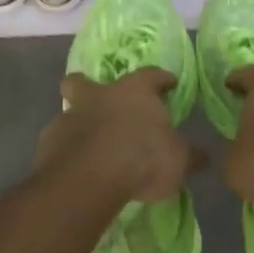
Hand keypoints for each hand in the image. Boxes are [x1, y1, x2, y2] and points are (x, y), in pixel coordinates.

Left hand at [35, 68, 204, 203]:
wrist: (89, 178)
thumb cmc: (142, 159)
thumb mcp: (178, 161)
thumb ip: (189, 156)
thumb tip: (203, 157)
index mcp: (134, 92)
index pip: (151, 75)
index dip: (161, 79)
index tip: (168, 83)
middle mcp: (99, 96)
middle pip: (85, 80)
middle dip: (89, 86)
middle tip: (100, 102)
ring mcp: (70, 116)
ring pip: (71, 111)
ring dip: (80, 123)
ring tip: (91, 146)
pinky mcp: (50, 141)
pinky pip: (60, 140)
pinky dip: (68, 150)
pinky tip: (77, 167)